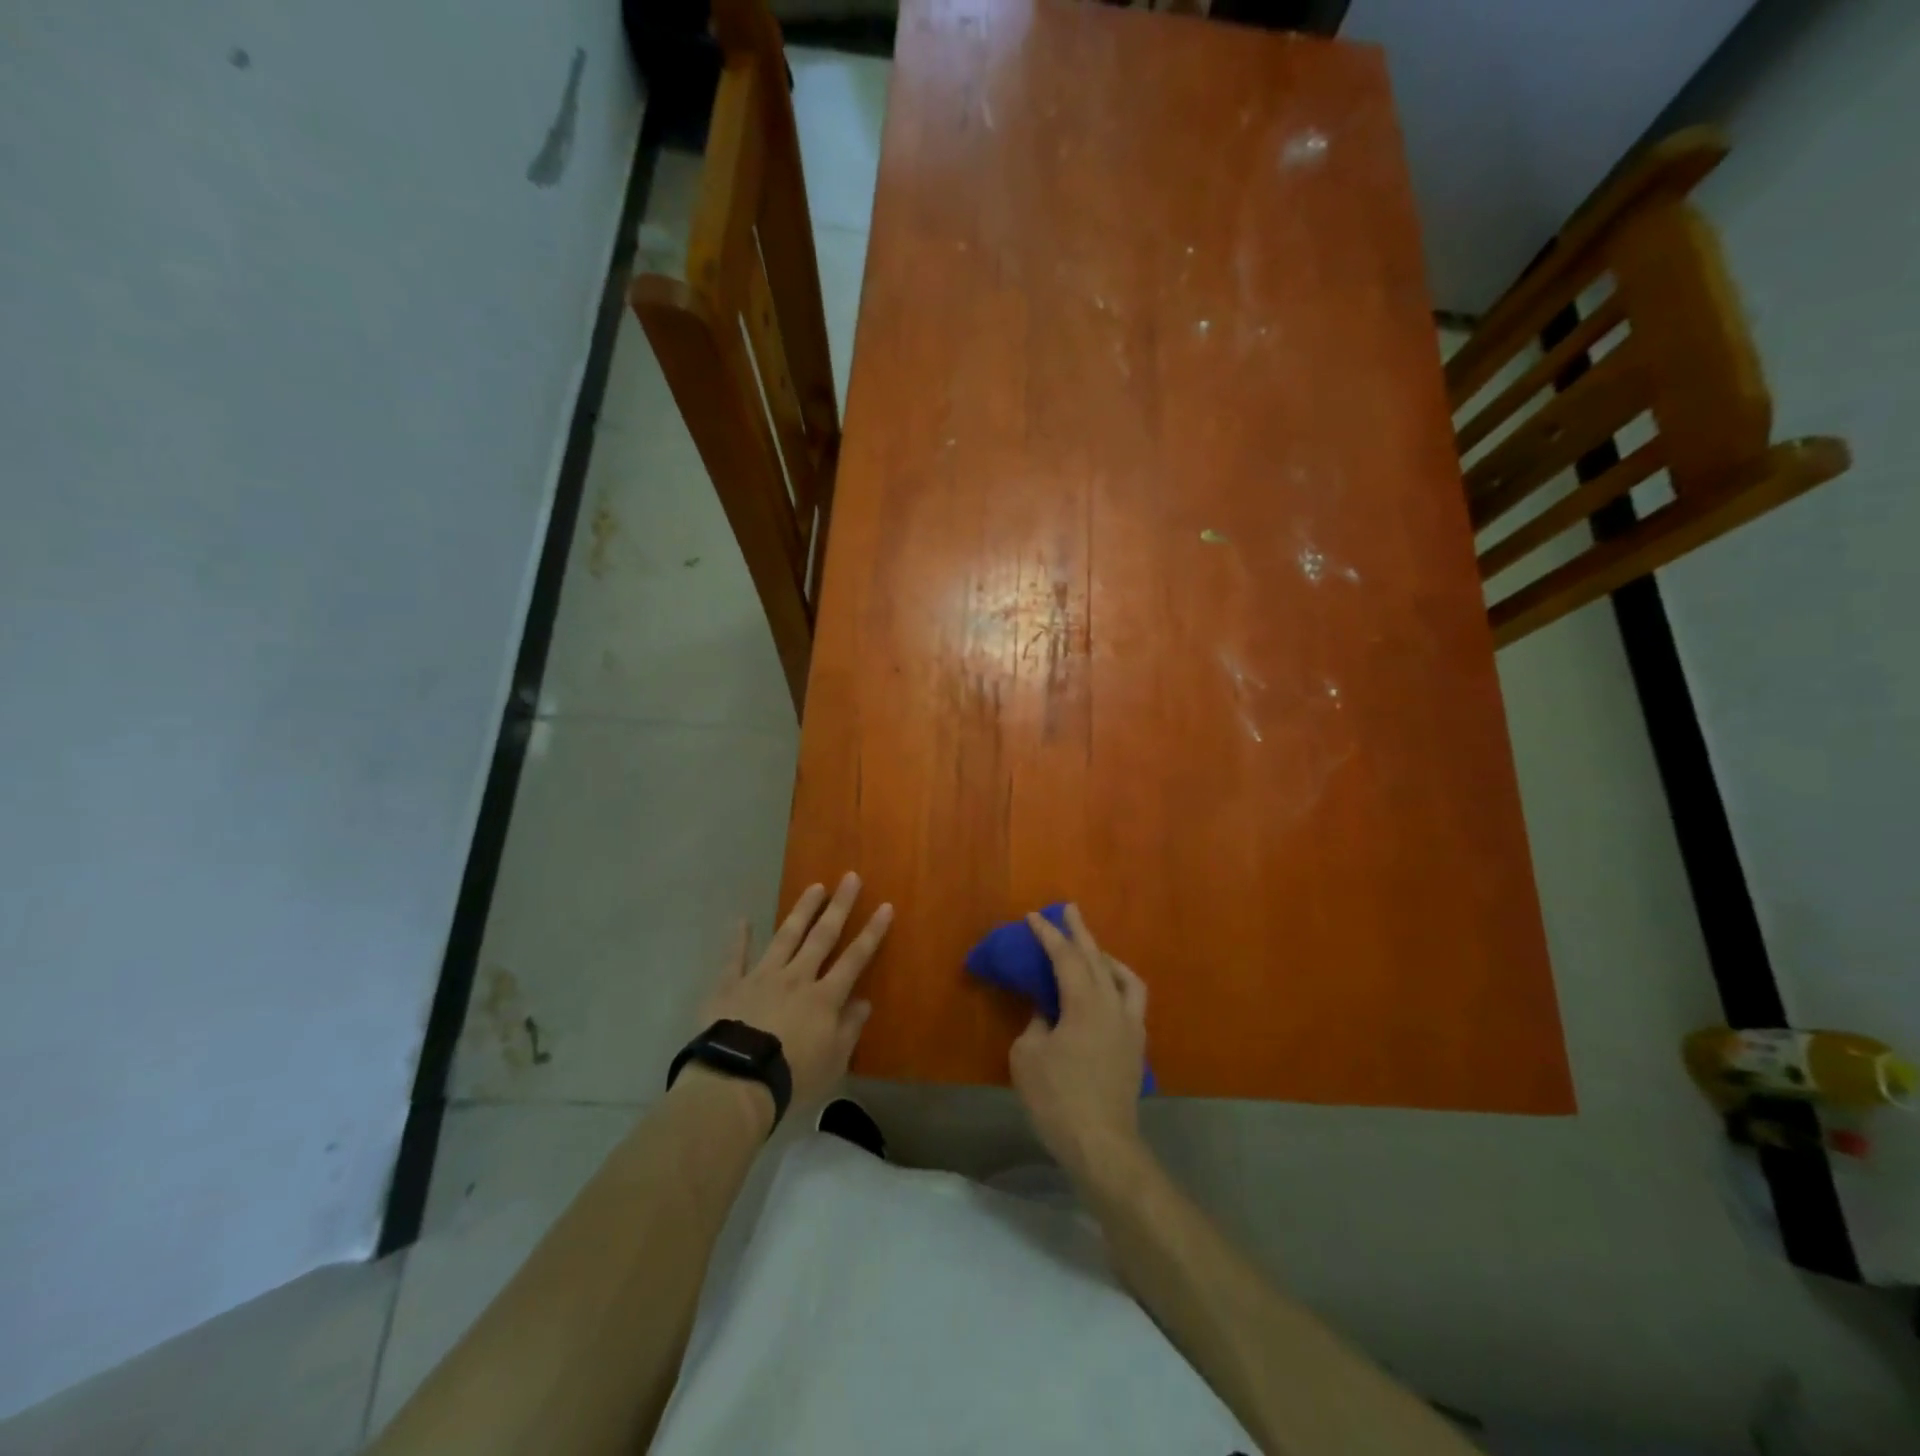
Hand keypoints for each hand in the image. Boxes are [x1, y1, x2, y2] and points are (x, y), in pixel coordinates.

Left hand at [695, 872, 892, 1109]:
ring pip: (786, 937)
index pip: (855, 959)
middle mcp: (797, 978)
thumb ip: (849, 1029)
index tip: (885, 906)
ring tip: (815, 886)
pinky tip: (742, 919)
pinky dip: (739, 938)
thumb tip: (863, 1002)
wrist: (737, 1082)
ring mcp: (762, 977)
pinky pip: (735, 957)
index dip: (872, 932)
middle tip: (850, 877)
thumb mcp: (833, 1062)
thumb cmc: (792, 1078)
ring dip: (802, 911)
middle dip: (839, 906)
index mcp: (824, 998)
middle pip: (822, 937)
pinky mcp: (731, 985)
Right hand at [1008, 904, 1148, 1180]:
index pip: (1066, 957)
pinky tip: (1106, 994)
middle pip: (1097, 958)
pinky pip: (1131, 1001)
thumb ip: (1036, 1023)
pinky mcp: (1136, 1048)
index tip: (1034, 916)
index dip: (1048, 934)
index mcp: (1085, 1002)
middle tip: (1070, 909)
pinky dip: (1117, 985)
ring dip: (1105, 957)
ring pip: (1123, 977)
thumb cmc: (1058, 1098)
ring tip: (1093, 951)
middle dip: (1081, 932)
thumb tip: (1047, 1012)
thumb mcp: (1028, 1056)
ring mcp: (1131, 1027)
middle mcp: (1113, 1006)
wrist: (1102, 1145)